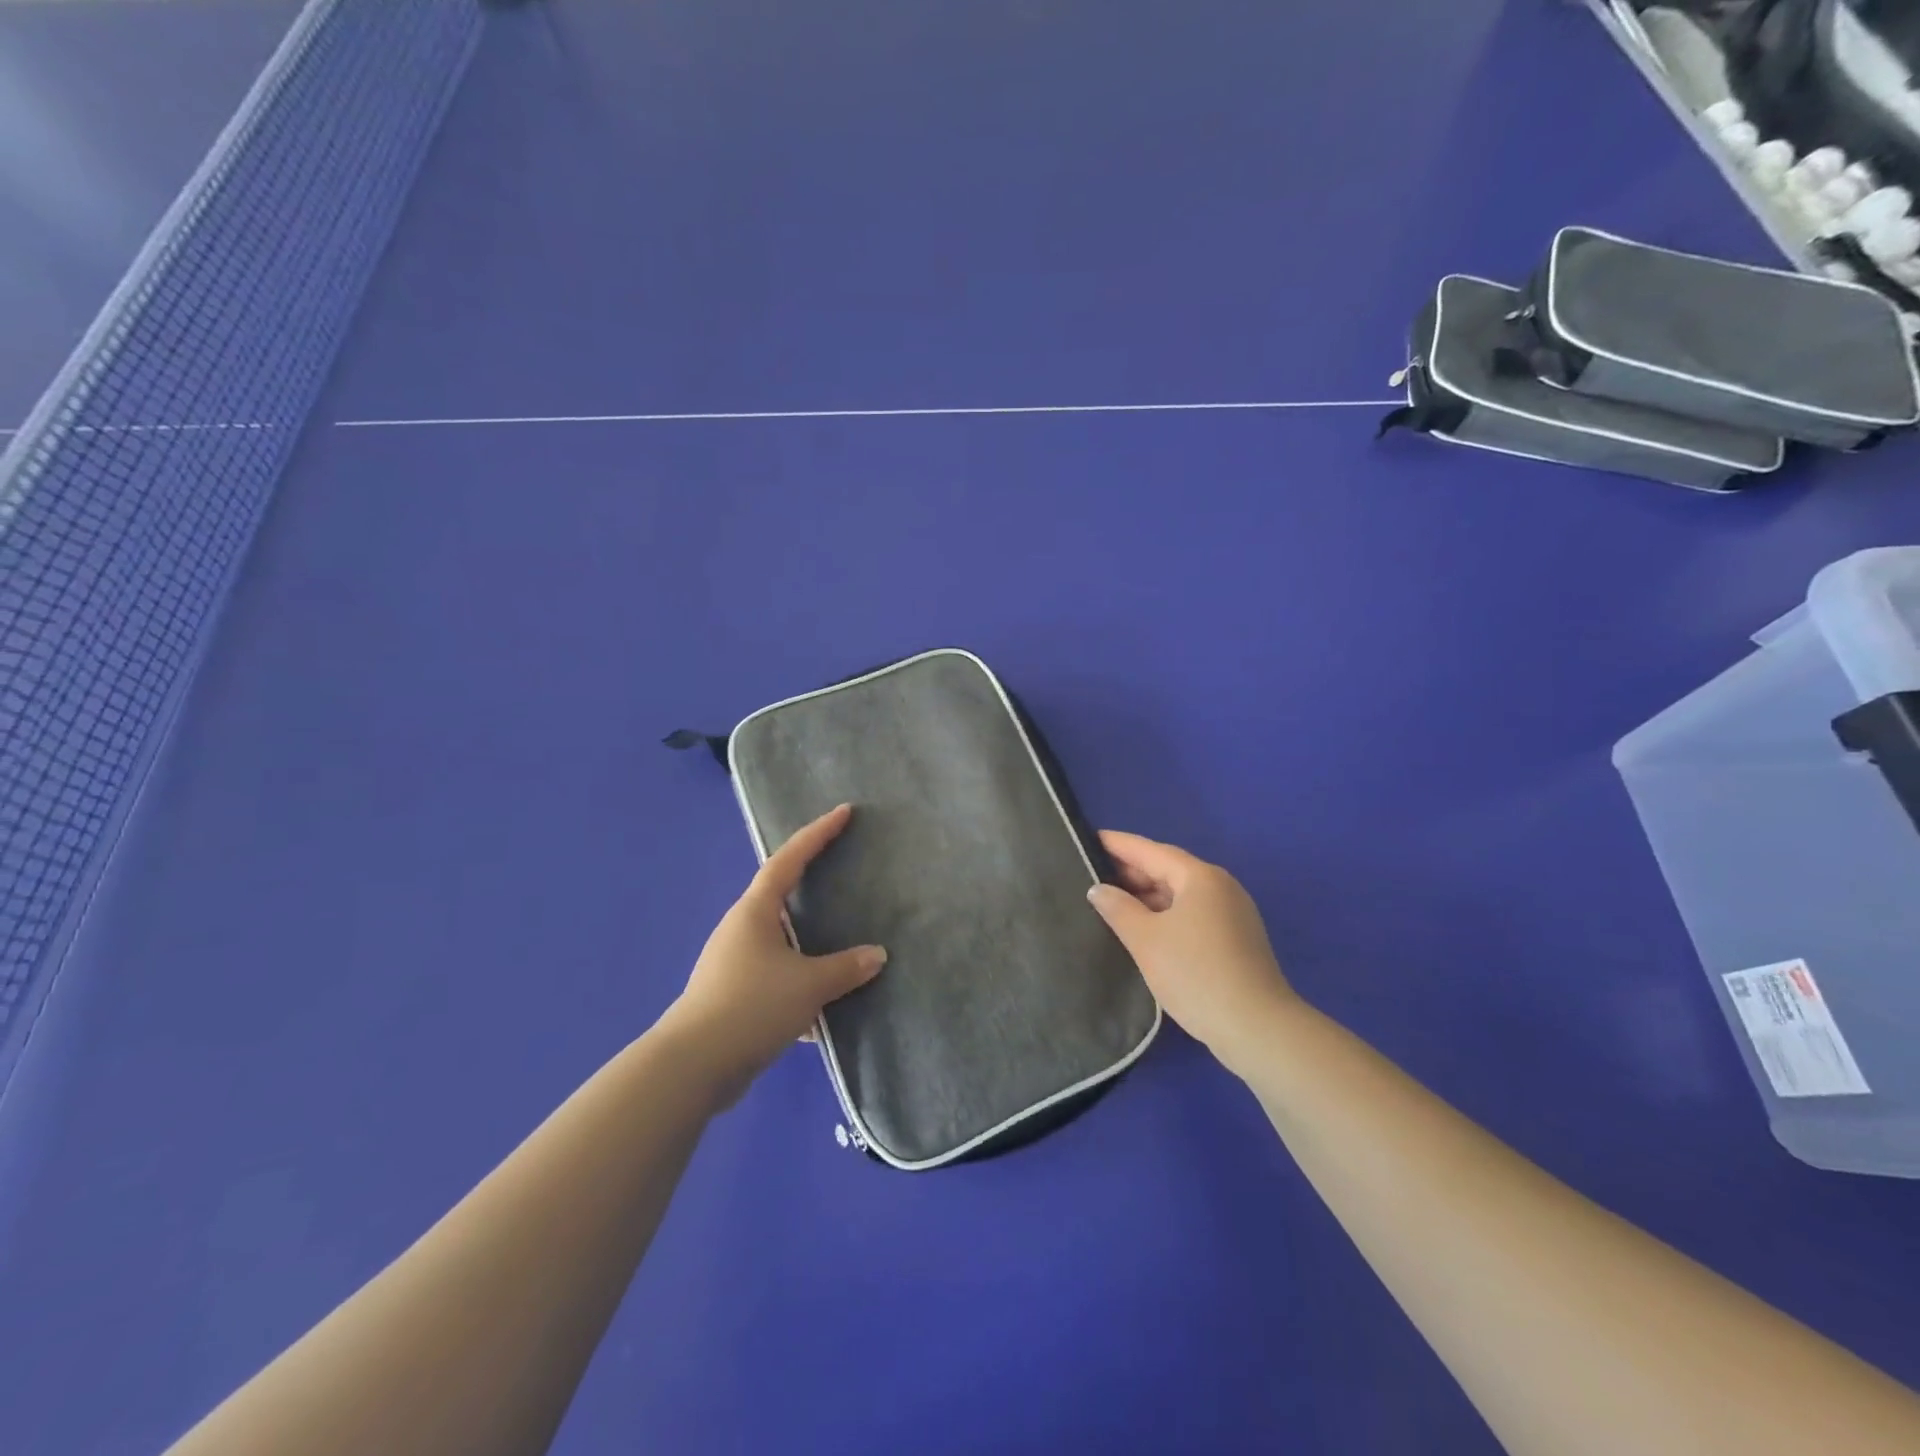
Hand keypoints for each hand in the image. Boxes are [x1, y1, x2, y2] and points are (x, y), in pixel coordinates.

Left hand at [659, 804, 886, 1105]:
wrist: (693, 1067)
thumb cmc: (751, 1007)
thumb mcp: (808, 985)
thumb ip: (845, 968)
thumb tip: (877, 955)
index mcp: (755, 912)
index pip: (789, 860)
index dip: (817, 834)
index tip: (842, 812)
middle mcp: (741, 929)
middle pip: (780, 895)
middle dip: (810, 882)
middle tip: (843, 868)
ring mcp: (734, 963)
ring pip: (781, 940)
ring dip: (808, 940)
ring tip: (840, 937)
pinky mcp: (734, 995)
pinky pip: (776, 975)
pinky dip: (800, 980)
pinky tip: (823, 1004)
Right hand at [1088, 831, 1297, 1078]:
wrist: (1255, 1028)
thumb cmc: (1195, 973)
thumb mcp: (1146, 940)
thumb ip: (1118, 908)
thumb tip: (1099, 889)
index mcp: (1200, 877)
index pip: (1151, 850)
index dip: (1118, 844)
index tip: (1088, 839)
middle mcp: (1220, 886)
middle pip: (1168, 869)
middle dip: (1131, 872)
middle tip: (1091, 875)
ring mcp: (1231, 913)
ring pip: (1180, 894)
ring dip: (1147, 896)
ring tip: (1111, 903)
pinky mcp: (1235, 939)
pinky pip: (1192, 914)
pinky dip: (1165, 914)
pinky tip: (1143, 929)